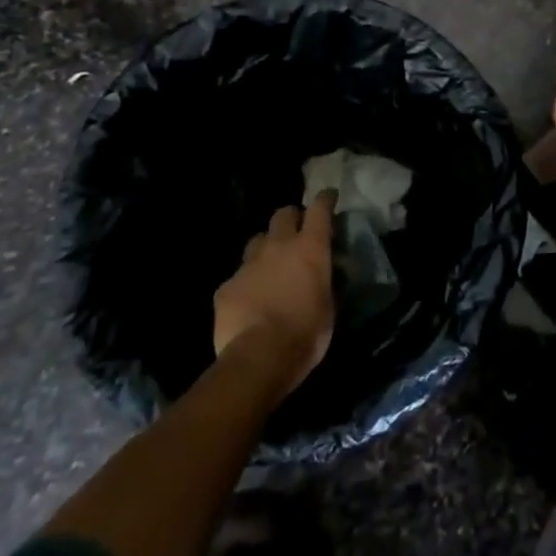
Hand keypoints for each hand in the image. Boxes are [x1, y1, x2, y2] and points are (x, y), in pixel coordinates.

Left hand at [212, 192, 336, 397]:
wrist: (257, 358)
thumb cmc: (306, 333)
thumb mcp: (329, 307)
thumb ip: (325, 282)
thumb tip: (324, 275)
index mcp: (310, 248)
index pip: (319, 209)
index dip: (324, 200)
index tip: (328, 196)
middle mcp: (279, 246)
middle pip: (283, 215)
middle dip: (291, 218)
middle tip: (296, 232)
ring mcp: (248, 264)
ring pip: (257, 241)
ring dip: (266, 247)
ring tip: (270, 266)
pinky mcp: (226, 286)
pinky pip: (238, 276)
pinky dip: (246, 283)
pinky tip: (249, 301)